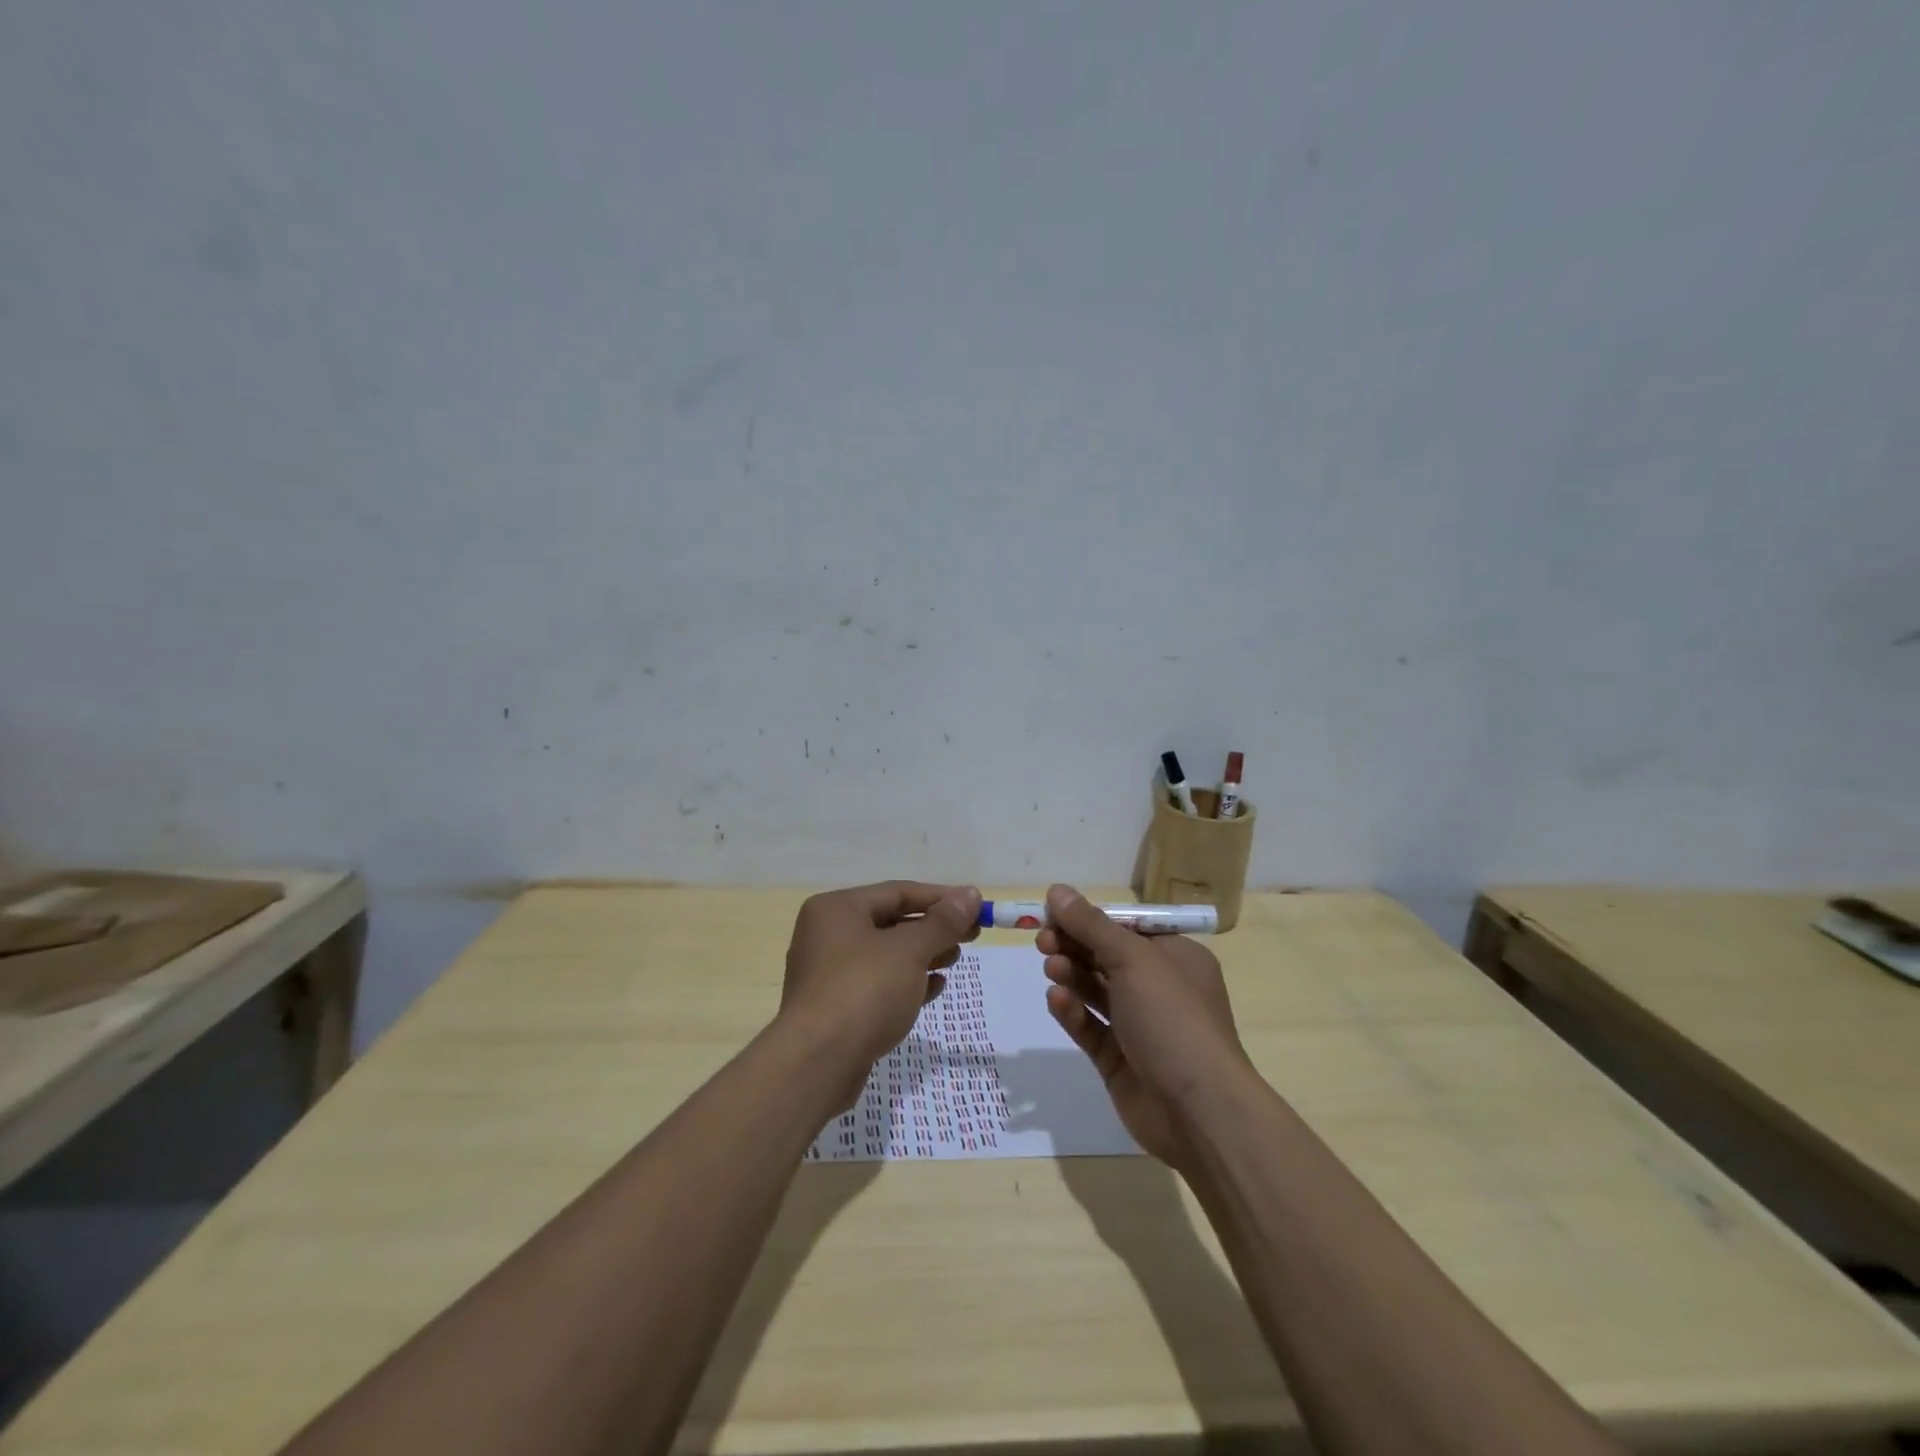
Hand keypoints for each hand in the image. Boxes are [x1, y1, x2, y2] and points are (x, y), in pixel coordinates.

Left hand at [779, 881, 980, 1105]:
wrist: (817, 1065)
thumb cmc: (863, 992)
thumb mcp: (909, 951)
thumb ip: (942, 922)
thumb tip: (971, 895)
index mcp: (837, 909)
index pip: (898, 892)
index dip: (941, 898)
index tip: (976, 907)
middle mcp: (828, 934)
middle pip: (892, 922)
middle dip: (933, 929)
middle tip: (971, 936)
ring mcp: (829, 973)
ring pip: (887, 955)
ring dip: (923, 955)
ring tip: (954, 960)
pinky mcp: (837, 1007)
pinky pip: (878, 984)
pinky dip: (907, 982)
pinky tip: (934, 988)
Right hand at [1037, 884, 1252, 1167]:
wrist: (1198, 1110)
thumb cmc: (1172, 1018)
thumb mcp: (1133, 959)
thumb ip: (1091, 925)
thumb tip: (1057, 890)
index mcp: (1175, 958)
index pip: (1126, 928)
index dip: (1089, 919)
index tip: (1052, 913)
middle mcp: (1159, 989)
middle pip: (1107, 957)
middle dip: (1074, 945)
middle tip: (1043, 940)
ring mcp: (1139, 1027)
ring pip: (1096, 991)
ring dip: (1072, 975)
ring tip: (1051, 967)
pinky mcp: (1120, 1060)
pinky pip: (1091, 1027)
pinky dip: (1073, 1011)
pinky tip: (1056, 1000)